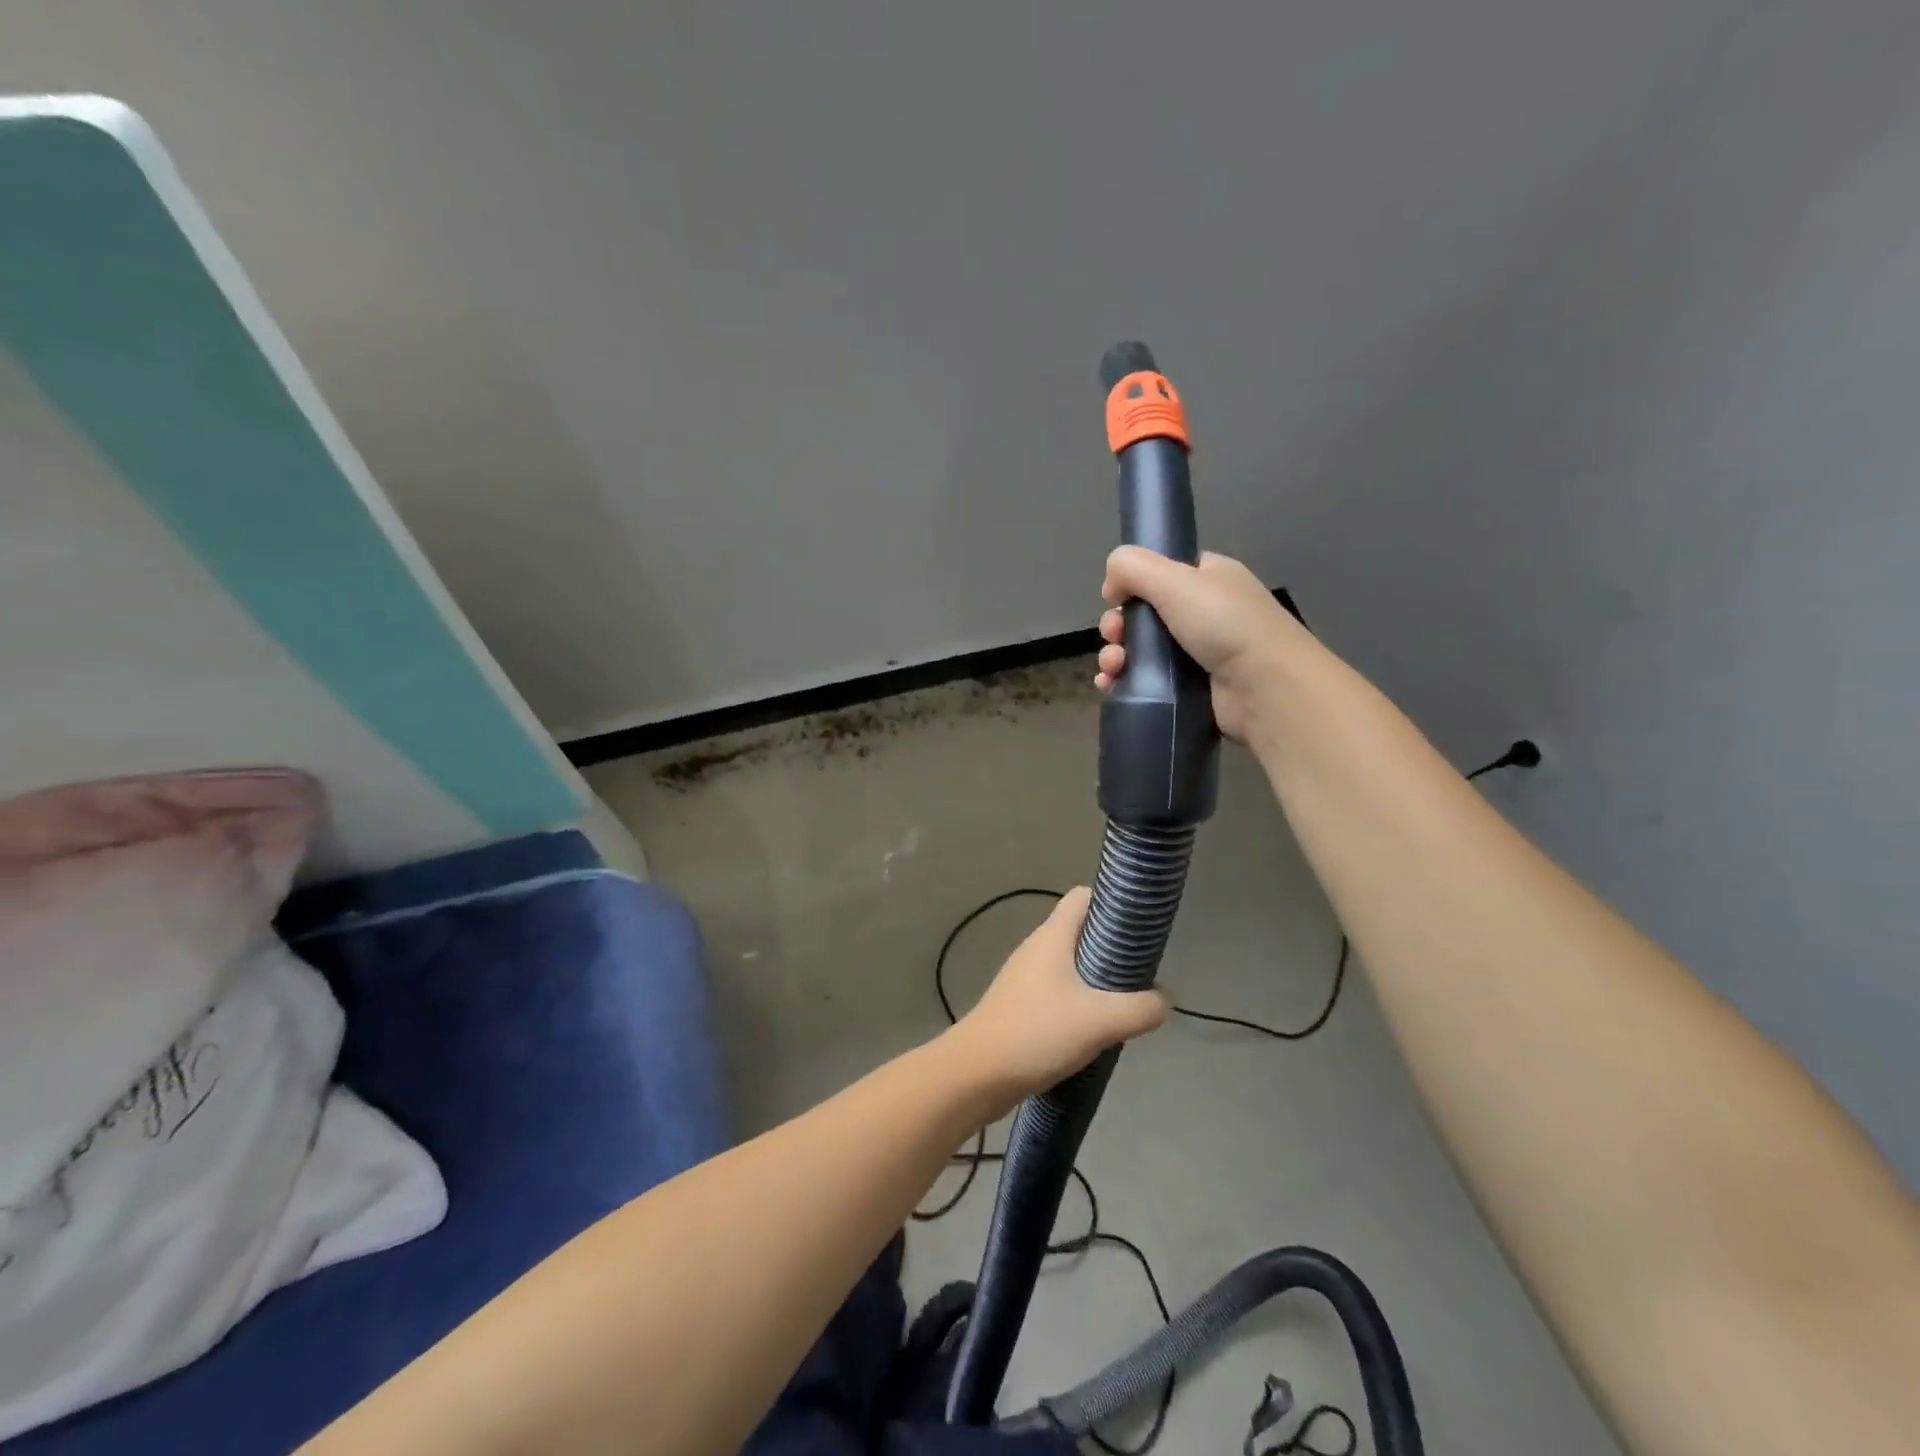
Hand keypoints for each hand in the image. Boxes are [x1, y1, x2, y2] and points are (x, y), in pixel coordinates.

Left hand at [952, 888, 1167, 1105]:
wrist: (977, 1073)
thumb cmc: (1037, 1033)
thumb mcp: (1099, 1021)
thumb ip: (1140, 1008)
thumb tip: (1165, 1001)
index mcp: (1052, 936)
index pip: (1083, 897)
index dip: (1111, 903)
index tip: (1139, 927)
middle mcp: (1036, 948)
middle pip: (1080, 931)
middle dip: (1111, 947)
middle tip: (1140, 974)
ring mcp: (1024, 977)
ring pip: (1070, 964)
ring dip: (1097, 979)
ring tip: (1123, 1004)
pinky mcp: (1019, 1005)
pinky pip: (1057, 991)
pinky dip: (1078, 1001)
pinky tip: (1094, 1029)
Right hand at [1095, 546, 1311, 741]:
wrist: (1264, 688)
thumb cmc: (1224, 624)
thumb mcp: (1175, 579)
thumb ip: (1132, 567)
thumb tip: (1110, 586)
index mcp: (1209, 579)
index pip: (1161, 573)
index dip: (1132, 584)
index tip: (1114, 599)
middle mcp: (1205, 613)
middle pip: (1144, 615)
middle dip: (1118, 625)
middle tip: (1115, 637)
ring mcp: (1198, 654)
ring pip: (1140, 651)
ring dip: (1116, 656)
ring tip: (1112, 669)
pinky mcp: (1190, 690)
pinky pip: (1147, 683)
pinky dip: (1123, 683)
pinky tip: (1110, 687)